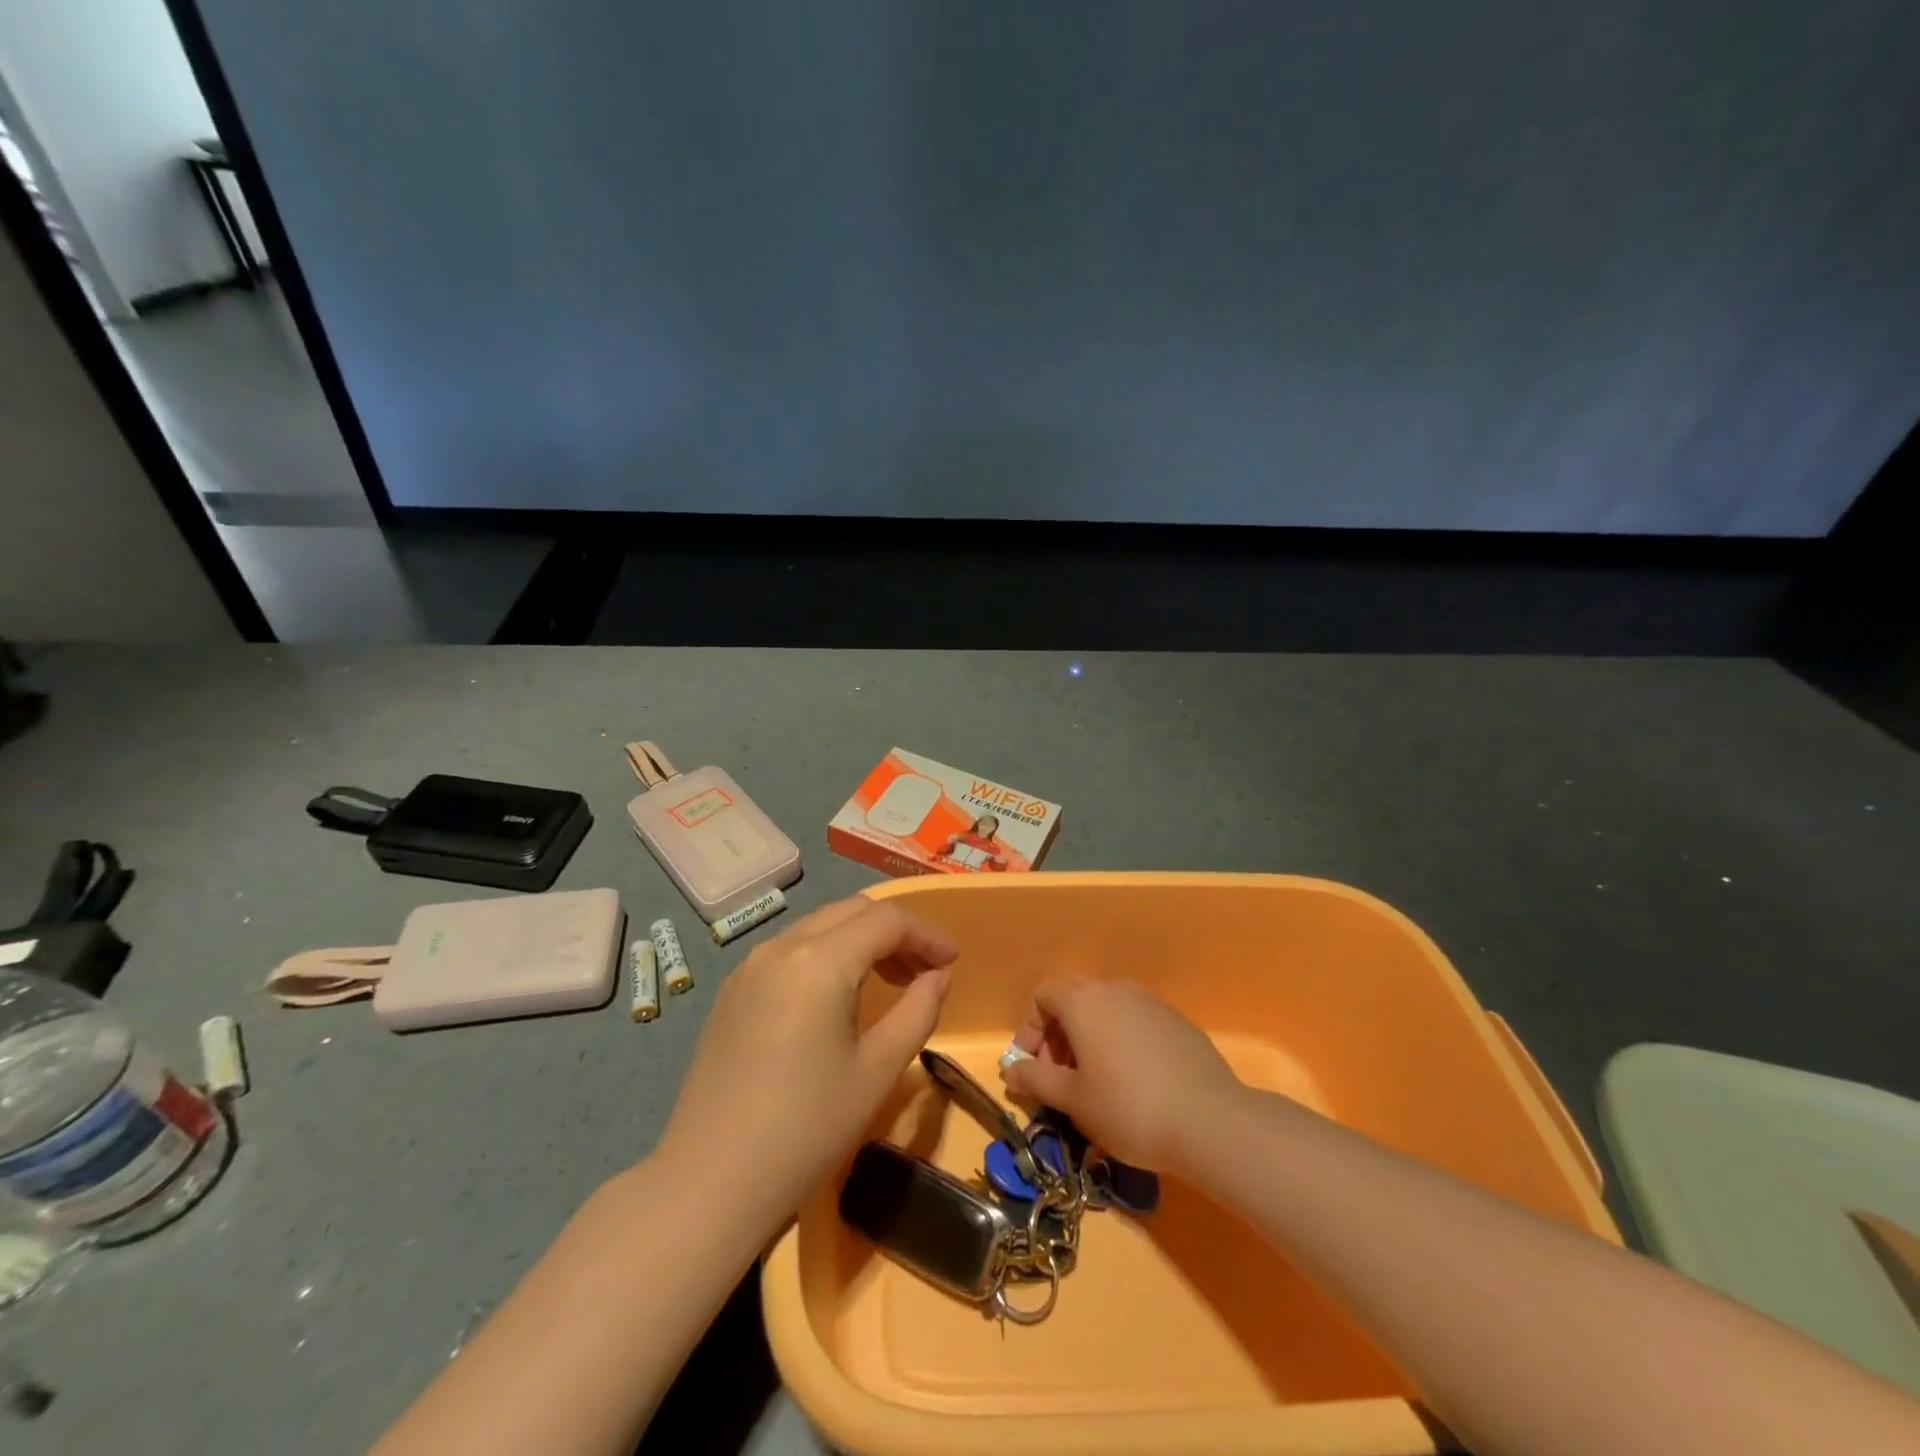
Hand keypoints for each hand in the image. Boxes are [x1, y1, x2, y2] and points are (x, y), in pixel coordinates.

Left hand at [655, 896, 956, 1228]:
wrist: (709, 1184)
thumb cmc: (806, 1130)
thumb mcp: (878, 1071)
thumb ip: (918, 1011)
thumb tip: (938, 976)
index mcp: (819, 961)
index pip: (886, 920)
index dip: (927, 934)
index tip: (952, 962)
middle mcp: (781, 947)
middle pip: (852, 911)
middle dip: (896, 932)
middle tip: (924, 973)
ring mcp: (749, 967)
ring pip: (820, 926)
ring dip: (860, 940)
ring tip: (888, 982)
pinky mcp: (732, 991)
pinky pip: (791, 950)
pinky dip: (827, 954)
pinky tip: (837, 997)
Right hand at [1000, 979, 1242, 1172]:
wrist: (1210, 1121)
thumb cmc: (1127, 1108)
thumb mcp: (1072, 1100)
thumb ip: (1035, 1079)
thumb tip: (1010, 1070)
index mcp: (1084, 1000)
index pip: (1042, 995)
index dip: (1029, 1029)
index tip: (1033, 1068)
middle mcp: (1115, 990)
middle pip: (1073, 1001)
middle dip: (1058, 1037)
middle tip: (1060, 1080)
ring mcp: (1150, 1003)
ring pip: (1105, 1012)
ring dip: (1089, 1041)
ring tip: (1095, 1085)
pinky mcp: (1177, 1022)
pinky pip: (1134, 1023)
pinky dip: (1120, 1044)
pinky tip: (1133, 1084)